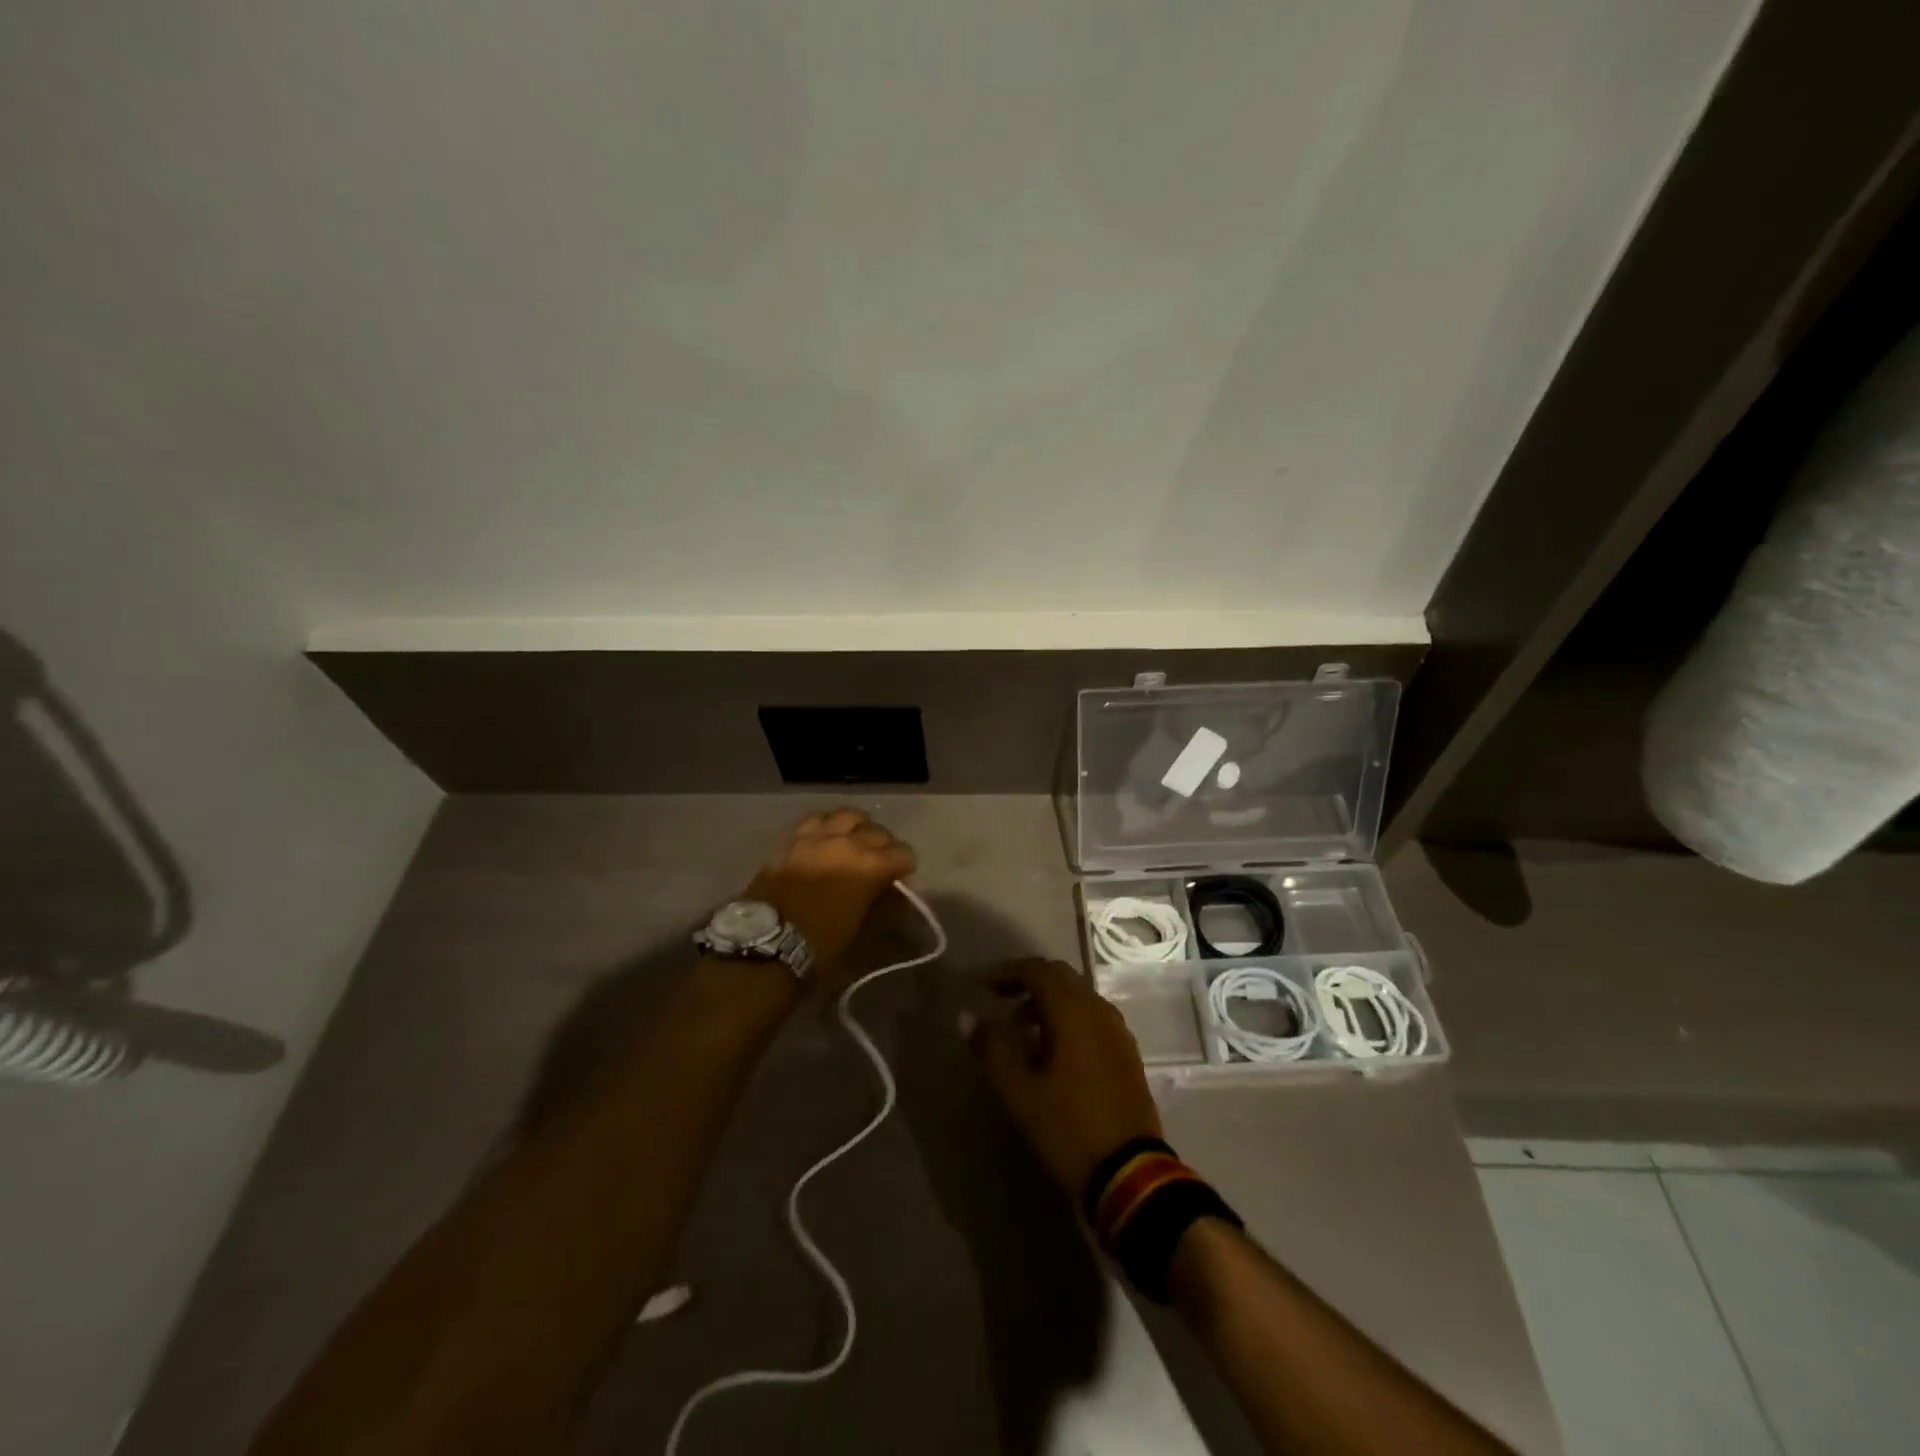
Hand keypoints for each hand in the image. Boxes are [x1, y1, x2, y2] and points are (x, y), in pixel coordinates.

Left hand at [744, 808, 916, 992]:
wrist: (766, 942)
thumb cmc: (820, 945)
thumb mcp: (861, 931)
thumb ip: (881, 905)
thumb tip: (892, 894)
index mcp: (871, 867)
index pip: (904, 853)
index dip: (905, 866)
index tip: (898, 878)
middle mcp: (848, 843)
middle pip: (878, 831)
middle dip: (883, 846)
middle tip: (877, 862)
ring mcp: (818, 836)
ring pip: (848, 815)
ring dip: (856, 828)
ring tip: (852, 842)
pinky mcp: (793, 838)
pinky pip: (816, 818)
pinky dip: (826, 825)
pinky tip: (824, 838)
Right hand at [966, 958, 1162, 1198]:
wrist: (1130, 1173)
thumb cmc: (1068, 1126)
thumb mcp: (1019, 1091)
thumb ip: (992, 1047)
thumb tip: (968, 1016)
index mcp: (1074, 1011)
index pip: (1037, 970)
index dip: (1006, 972)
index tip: (980, 986)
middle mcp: (1098, 1009)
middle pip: (1060, 976)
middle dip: (1027, 980)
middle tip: (998, 998)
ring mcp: (1117, 1030)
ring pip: (1077, 996)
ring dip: (1047, 1000)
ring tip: (1019, 1027)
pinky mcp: (1125, 1051)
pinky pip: (1091, 1016)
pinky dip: (1067, 1017)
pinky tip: (1050, 1048)